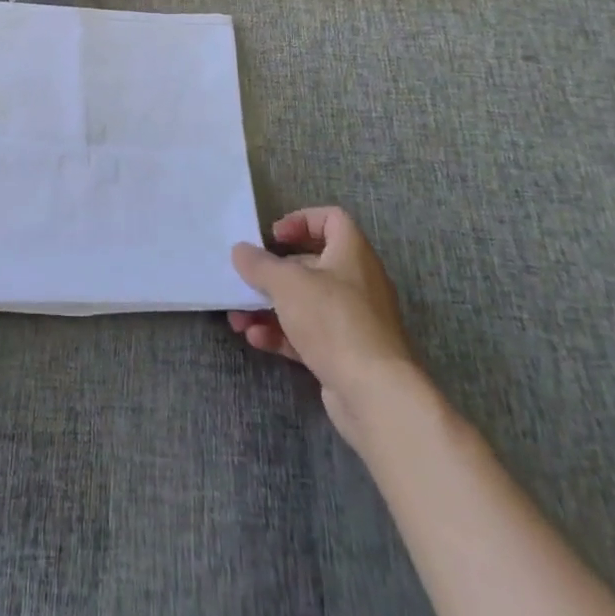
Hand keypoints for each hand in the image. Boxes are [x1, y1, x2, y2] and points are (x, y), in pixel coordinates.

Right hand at [229, 207, 416, 437]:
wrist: (376, 395)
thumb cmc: (334, 321)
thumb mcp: (288, 283)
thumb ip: (260, 264)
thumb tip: (240, 250)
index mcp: (352, 253)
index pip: (332, 219)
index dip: (301, 220)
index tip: (274, 236)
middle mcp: (356, 282)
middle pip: (310, 265)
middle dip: (272, 273)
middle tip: (246, 280)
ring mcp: (352, 321)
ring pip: (305, 303)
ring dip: (269, 308)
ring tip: (238, 318)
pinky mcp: (345, 354)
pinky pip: (308, 335)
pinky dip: (282, 334)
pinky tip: (257, 340)